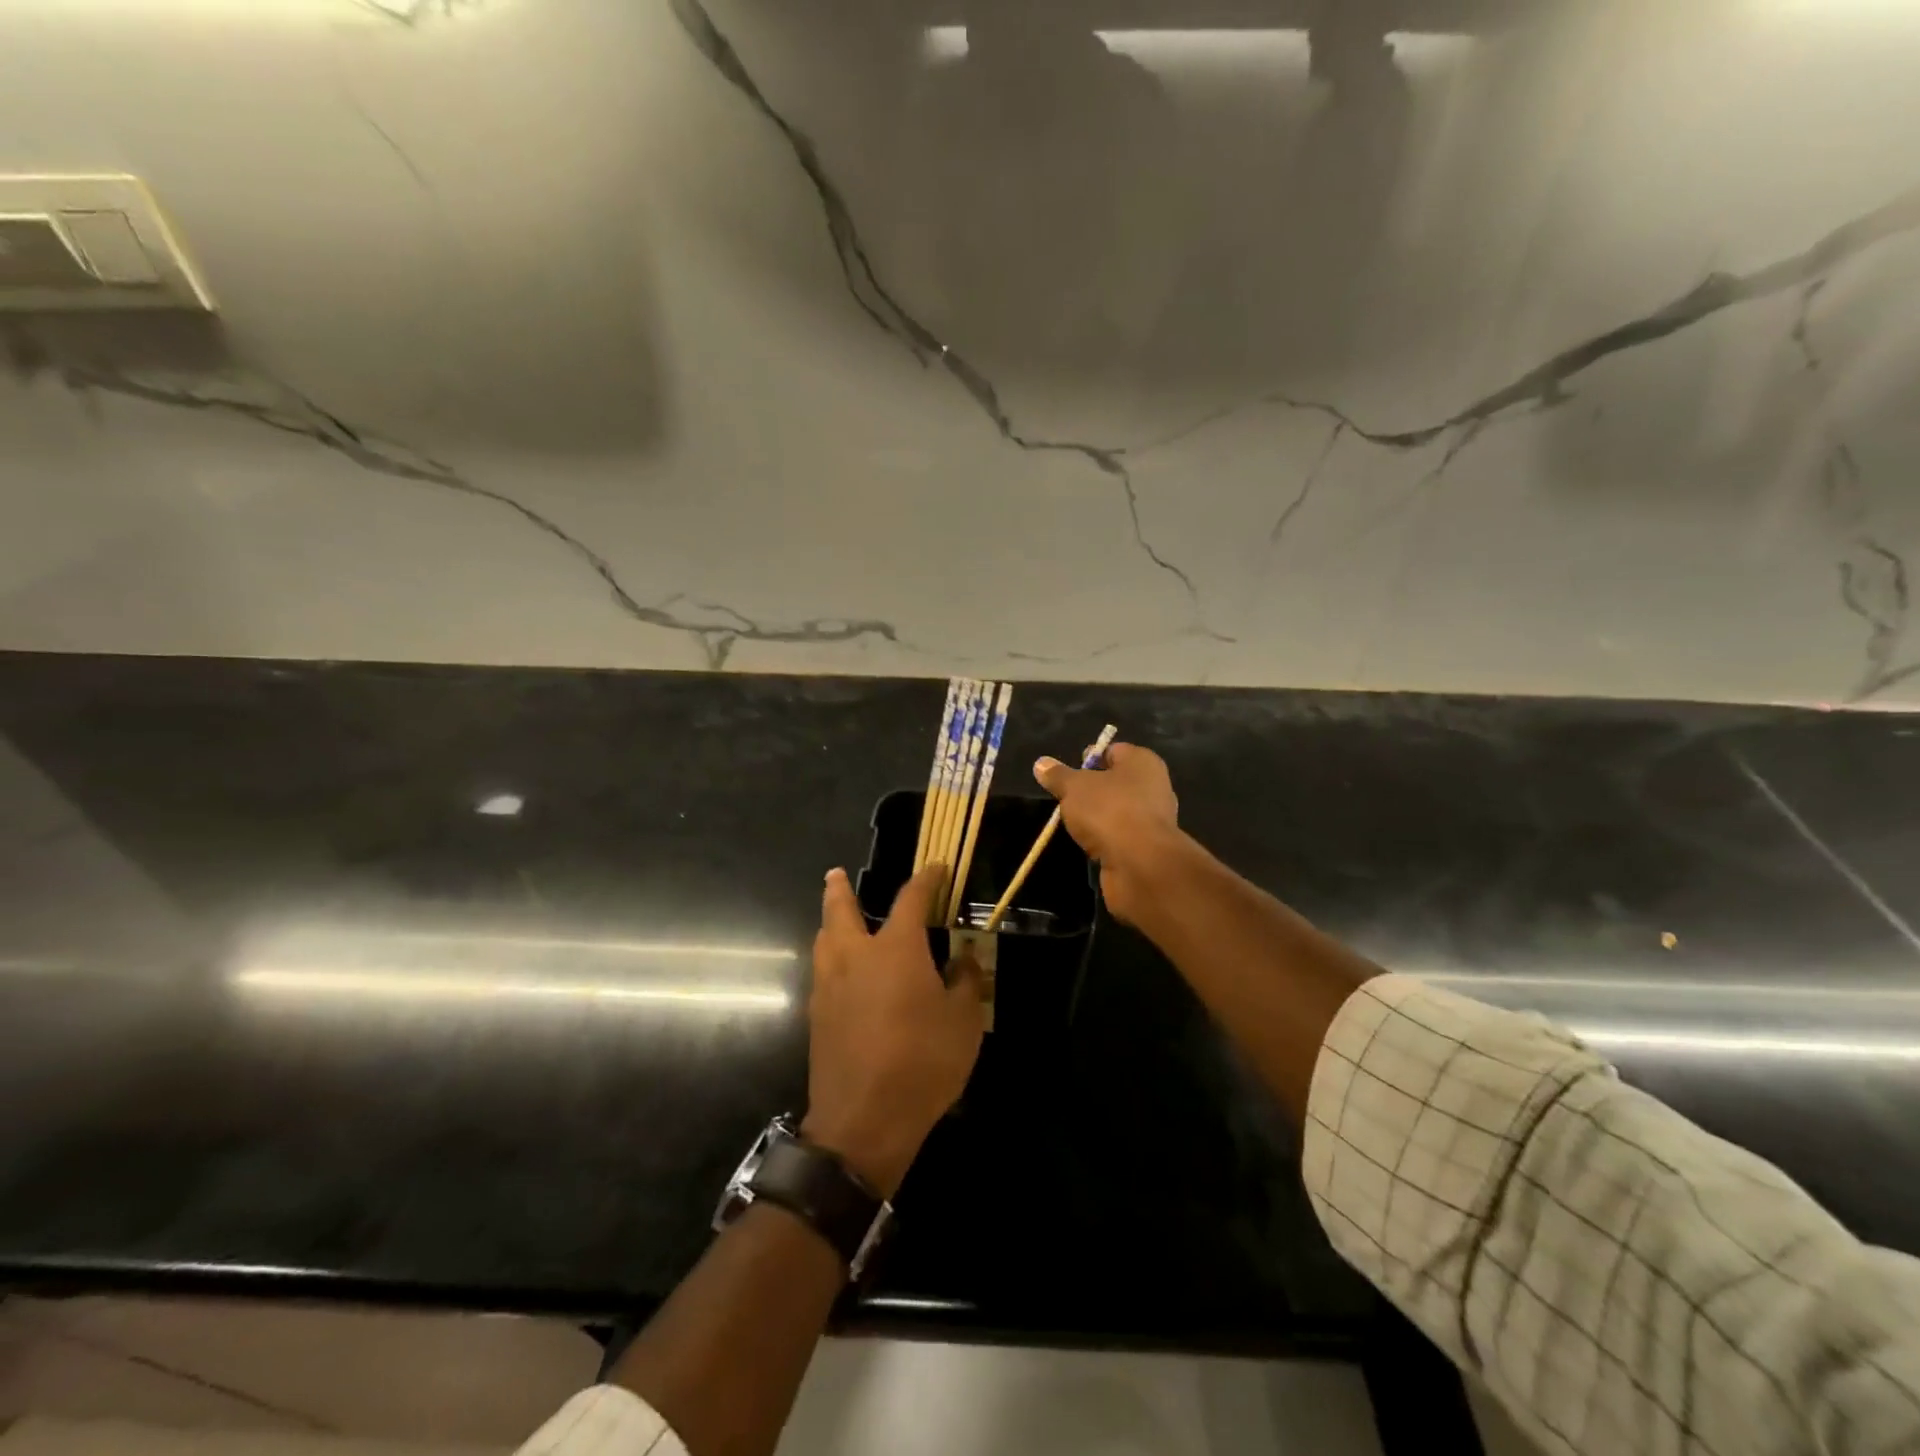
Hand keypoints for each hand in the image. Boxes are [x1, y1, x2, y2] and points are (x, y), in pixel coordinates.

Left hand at [804, 865, 984, 1198]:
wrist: (863, 1120)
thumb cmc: (922, 1062)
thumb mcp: (963, 1022)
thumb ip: (965, 983)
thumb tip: (963, 961)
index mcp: (895, 948)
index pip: (911, 899)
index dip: (925, 880)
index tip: (936, 868)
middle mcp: (856, 956)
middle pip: (841, 910)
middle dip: (840, 889)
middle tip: (836, 874)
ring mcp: (830, 985)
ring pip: (824, 939)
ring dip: (829, 922)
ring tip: (836, 920)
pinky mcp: (817, 1015)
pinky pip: (822, 971)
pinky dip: (830, 958)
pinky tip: (842, 973)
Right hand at [1033, 741, 1183, 925]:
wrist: (1140, 864)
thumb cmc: (1109, 811)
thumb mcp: (1074, 787)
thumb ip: (1058, 775)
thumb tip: (1041, 763)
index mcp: (1142, 762)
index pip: (1113, 751)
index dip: (1089, 758)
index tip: (1067, 774)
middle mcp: (1154, 786)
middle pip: (1115, 782)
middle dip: (1091, 790)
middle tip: (1066, 799)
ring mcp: (1153, 819)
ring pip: (1118, 811)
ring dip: (1097, 818)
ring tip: (1073, 825)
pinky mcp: (1148, 847)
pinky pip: (1121, 836)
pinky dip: (1105, 840)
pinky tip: (1088, 845)